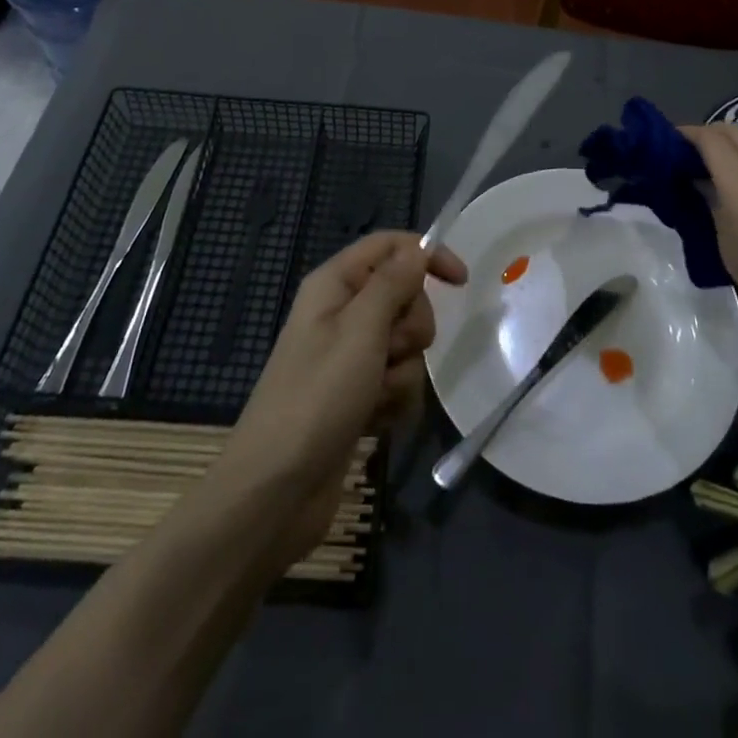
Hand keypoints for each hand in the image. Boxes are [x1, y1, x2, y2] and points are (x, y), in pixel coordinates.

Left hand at [216, 232, 466, 563]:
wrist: (276, 491)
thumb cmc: (317, 398)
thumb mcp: (360, 330)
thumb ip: (393, 283)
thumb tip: (419, 249)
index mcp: (335, 284)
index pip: (390, 246)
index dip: (427, 255)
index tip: (461, 281)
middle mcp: (342, 313)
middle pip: (404, 295)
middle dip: (410, 326)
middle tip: (390, 351)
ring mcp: (350, 357)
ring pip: (406, 343)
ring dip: (403, 371)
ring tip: (376, 395)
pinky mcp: (358, 395)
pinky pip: (398, 380)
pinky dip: (395, 399)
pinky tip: (376, 420)